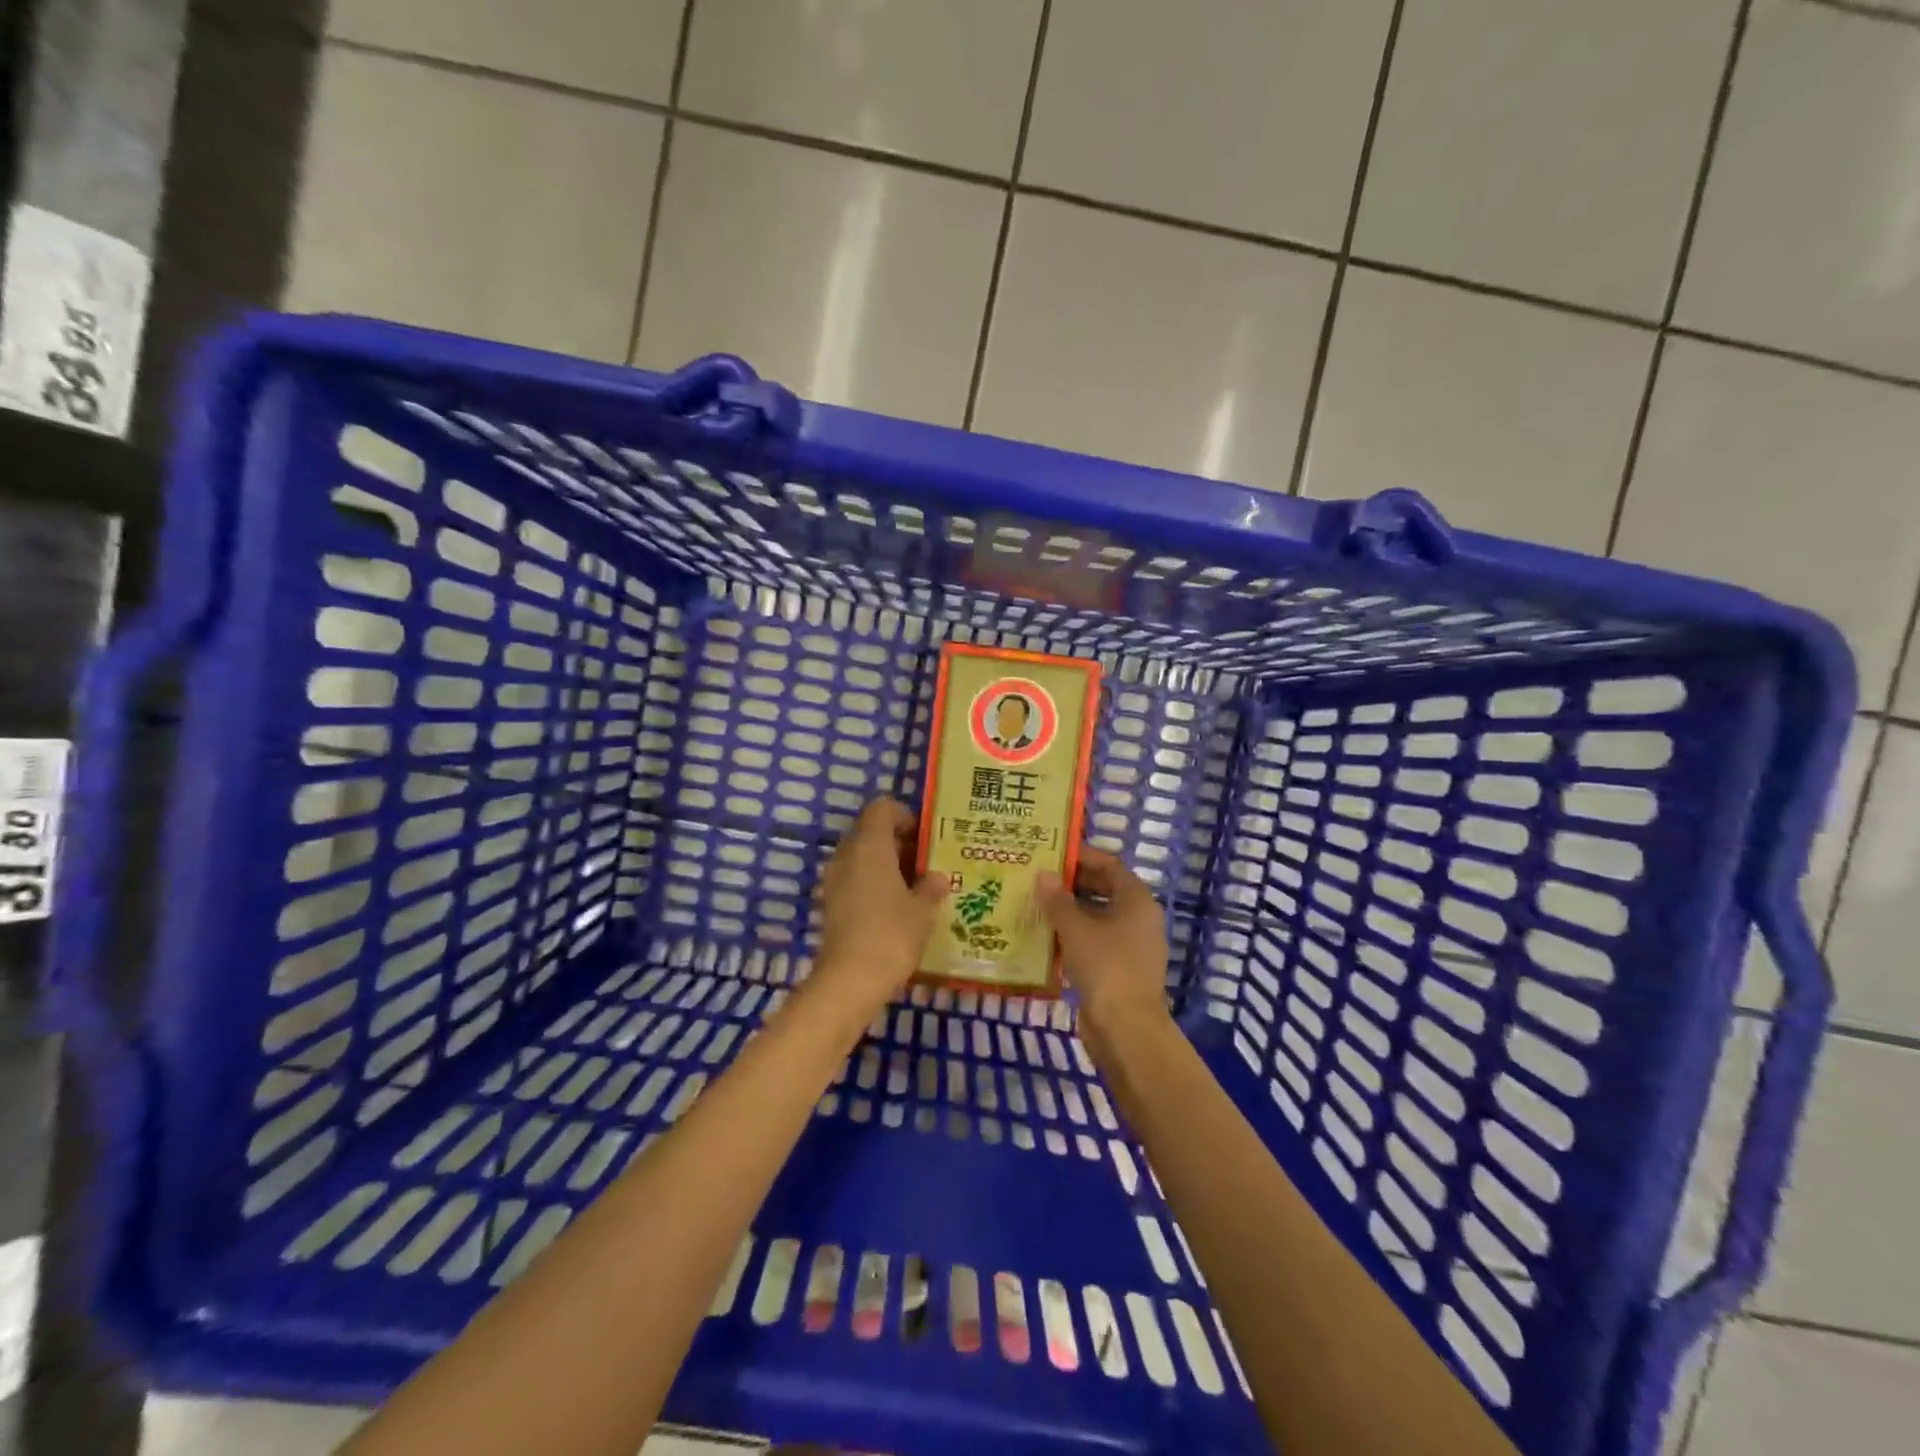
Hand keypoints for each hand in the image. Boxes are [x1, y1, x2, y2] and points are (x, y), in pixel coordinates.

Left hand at [813, 798, 949, 1015]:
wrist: (850, 980)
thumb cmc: (892, 933)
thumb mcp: (923, 909)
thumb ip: (932, 887)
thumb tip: (938, 877)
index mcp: (870, 845)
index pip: (882, 808)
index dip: (904, 816)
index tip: (925, 837)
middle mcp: (847, 855)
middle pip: (870, 831)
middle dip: (897, 842)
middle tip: (925, 862)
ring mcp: (833, 879)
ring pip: (861, 857)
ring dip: (885, 864)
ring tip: (914, 886)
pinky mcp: (830, 904)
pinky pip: (854, 879)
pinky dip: (873, 884)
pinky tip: (895, 907)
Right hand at [1037, 846, 1171, 1038]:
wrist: (1126, 1029)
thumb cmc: (1105, 966)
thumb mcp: (1076, 928)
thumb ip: (1058, 899)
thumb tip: (1044, 874)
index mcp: (1137, 901)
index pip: (1109, 866)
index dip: (1082, 857)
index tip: (1052, 852)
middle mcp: (1138, 919)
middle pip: (1104, 891)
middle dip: (1072, 884)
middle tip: (1038, 877)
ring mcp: (1131, 946)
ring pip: (1097, 919)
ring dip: (1069, 911)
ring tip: (1035, 904)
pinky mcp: (1119, 970)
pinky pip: (1094, 943)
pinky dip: (1073, 937)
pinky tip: (1044, 937)